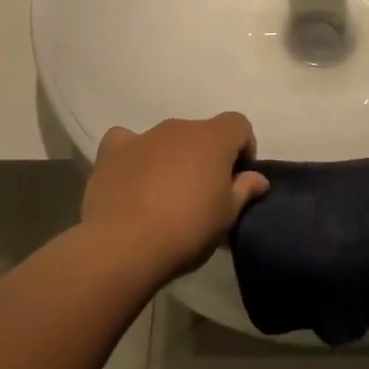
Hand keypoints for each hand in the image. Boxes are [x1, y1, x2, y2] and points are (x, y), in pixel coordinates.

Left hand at [82, 114, 269, 282]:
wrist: (124, 245)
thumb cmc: (187, 230)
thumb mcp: (227, 218)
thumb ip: (244, 191)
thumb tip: (257, 178)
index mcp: (213, 139)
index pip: (238, 124)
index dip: (243, 148)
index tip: (237, 179)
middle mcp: (179, 128)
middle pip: (201, 133)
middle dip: (205, 156)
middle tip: (202, 194)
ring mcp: (142, 136)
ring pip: (166, 139)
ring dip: (172, 157)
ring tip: (164, 195)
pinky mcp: (112, 151)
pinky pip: (127, 142)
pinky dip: (133, 156)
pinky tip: (132, 179)